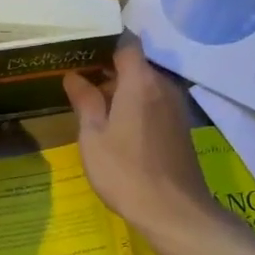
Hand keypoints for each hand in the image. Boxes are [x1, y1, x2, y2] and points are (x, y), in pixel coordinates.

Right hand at [63, 46, 215, 236]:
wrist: (173, 212)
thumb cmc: (125, 172)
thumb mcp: (93, 136)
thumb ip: (85, 101)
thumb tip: (74, 76)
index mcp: (140, 82)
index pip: (127, 43)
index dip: (105, 42)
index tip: (81, 50)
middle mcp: (163, 86)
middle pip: (136, 65)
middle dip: (108, 69)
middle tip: (78, 81)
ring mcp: (176, 107)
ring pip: (145, 85)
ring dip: (122, 90)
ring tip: (93, 105)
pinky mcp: (180, 126)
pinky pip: (154, 103)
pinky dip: (136, 105)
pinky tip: (116, 126)